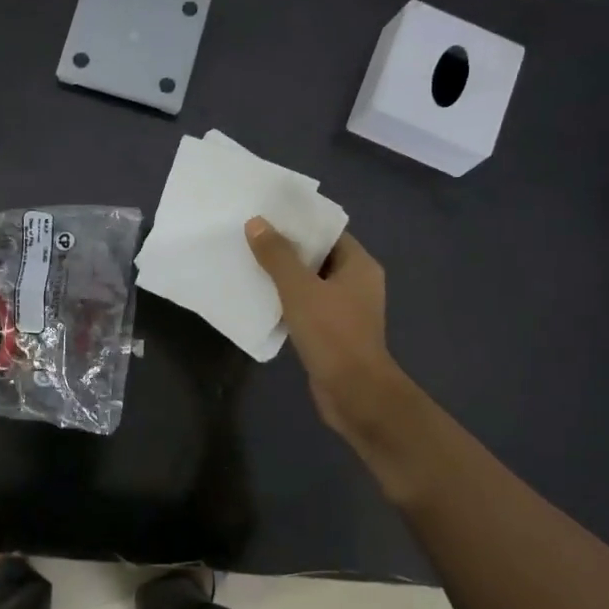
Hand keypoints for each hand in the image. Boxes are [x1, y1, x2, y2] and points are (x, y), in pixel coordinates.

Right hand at [246, 219, 412, 442]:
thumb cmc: (332, 333)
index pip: (328, 232)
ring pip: (310, 284)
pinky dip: (287, 302)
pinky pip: (307, 307)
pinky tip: (260, 299)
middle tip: (250, 237)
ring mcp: (346, 310)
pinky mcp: (333, 332)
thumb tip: (256, 223)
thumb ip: (277, 255)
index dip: (299, 223)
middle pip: (318, 257)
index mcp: (359, 265)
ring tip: (249, 263)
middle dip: (286, 249)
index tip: (267, 216)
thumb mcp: (299, 289)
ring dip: (284, 277)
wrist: (354, 392)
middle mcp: (357, 283)